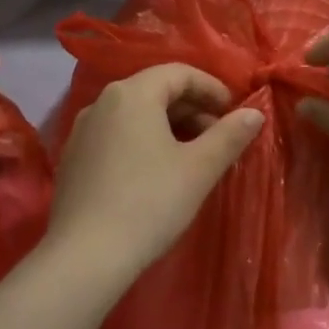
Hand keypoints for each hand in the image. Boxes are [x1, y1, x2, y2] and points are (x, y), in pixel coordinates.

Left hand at [45, 64, 263, 281]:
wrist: (86, 255)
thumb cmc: (150, 203)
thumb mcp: (199, 168)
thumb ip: (230, 135)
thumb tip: (255, 113)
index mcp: (132, 94)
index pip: (179, 73)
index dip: (212, 88)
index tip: (235, 113)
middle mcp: (102, 102)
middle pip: (155, 91)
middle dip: (192, 109)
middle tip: (219, 138)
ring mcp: (82, 130)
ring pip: (135, 115)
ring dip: (169, 127)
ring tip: (193, 157)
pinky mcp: (73, 158)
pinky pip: (116, 136)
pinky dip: (142, 142)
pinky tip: (156, 173)